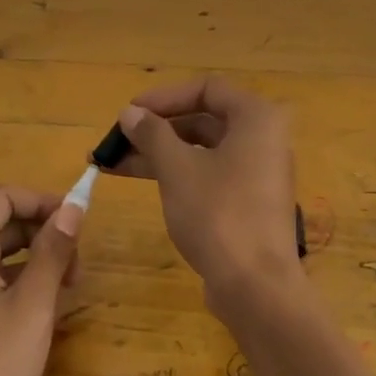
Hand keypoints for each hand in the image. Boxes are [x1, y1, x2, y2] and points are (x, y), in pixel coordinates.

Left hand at [0, 185, 81, 375]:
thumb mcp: (34, 303)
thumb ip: (53, 250)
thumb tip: (73, 207)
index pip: (2, 197)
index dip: (41, 201)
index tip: (76, 223)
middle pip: (1, 221)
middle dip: (43, 231)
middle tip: (77, 264)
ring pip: (1, 250)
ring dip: (37, 257)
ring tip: (69, 286)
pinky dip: (23, 279)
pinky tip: (47, 306)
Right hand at [107, 76, 299, 306]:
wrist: (255, 287)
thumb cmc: (218, 214)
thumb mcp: (177, 168)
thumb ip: (152, 134)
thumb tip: (130, 113)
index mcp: (256, 119)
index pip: (206, 88)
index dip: (163, 97)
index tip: (129, 113)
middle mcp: (263, 140)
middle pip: (203, 120)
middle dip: (156, 129)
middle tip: (116, 140)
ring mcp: (257, 174)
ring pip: (201, 151)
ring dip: (159, 153)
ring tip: (112, 164)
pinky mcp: (248, 203)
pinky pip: (208, 175)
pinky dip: (177, 174)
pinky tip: (143, 182)